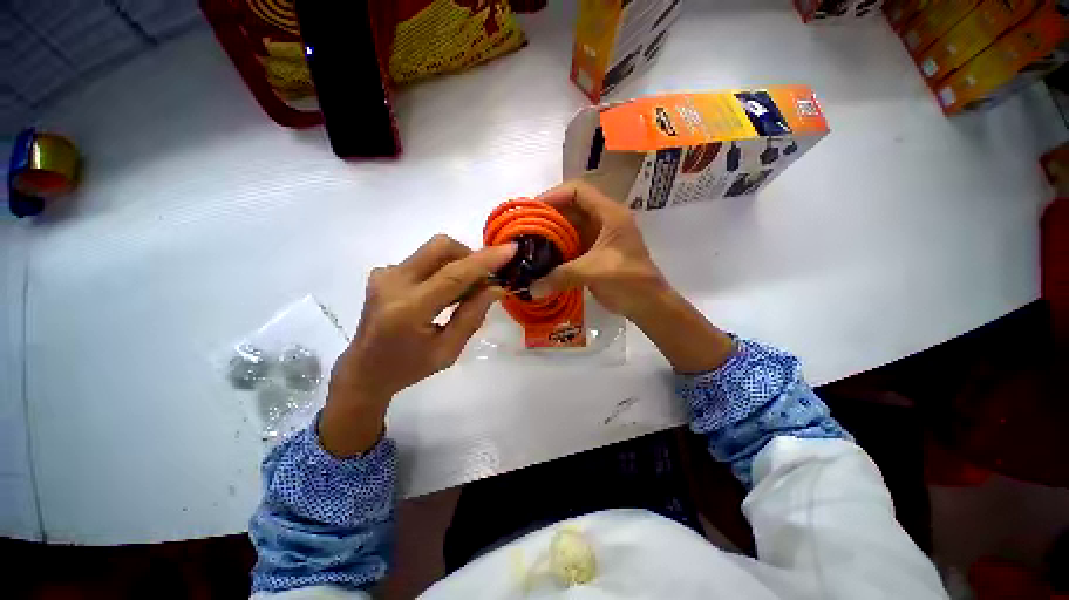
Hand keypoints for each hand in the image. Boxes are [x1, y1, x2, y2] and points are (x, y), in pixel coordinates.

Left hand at [320, 235, 516, 456]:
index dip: (484, 260)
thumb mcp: (449, 350)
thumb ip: (473, 315)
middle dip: (471, 255)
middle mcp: (393, 283)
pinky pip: (423, 259)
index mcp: (409, 309)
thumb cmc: (409, 367)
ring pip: (433, 250)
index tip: (510, 250)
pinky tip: (444, 292)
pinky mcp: (384, 273)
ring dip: (458, 262)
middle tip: (485, 279)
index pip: (454, 274)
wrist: (364, 370)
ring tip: (467, 290)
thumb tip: (496, 287)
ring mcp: (385, 274)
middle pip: (441, 247)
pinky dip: (442, 268)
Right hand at [529, 181, 668, 319]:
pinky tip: (542, 260)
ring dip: (551, 235)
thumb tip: (531, 288)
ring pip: (570, 228)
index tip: (533, 211)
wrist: (648, 304)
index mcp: (609, 214)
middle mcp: (603, 221)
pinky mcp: (594, 254)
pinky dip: (557, 251)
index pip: (578, 191)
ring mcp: (598, 238)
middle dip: (548, 217)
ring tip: (530, 244)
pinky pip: (571, 246)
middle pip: (571, 209)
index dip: (554, 195)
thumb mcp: (594, 272)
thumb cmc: (629, 280)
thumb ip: (561, 276)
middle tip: (525, 230)